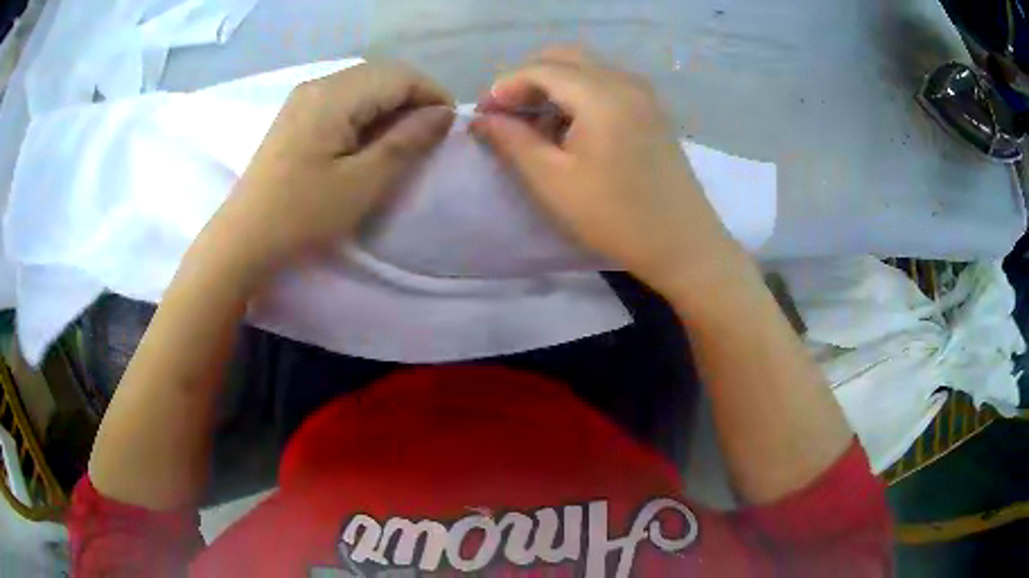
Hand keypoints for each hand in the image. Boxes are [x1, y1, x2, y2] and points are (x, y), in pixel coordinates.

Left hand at [210, 62, 454, 273]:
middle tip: (428, 135)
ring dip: (390, 104)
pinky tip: (368, 138)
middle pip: (381, 73)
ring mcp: (304, 97)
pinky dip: (366, 111)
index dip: (432, 94)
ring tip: (402, 139)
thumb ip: (406, 141)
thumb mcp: (363, 183)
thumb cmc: (302, 215)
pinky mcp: (296, 114)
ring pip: (363, 84)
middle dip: (413, 97)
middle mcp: (319, 84)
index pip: (400, 75)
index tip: (449, 127)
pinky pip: (343, 98)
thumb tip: (443, 113)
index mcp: (334, 96)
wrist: (243, 239)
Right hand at [471, 47, 744, 298]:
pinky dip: (579, 94)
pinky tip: (570, 127)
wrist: (683, 244)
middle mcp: (625, 81)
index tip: (483, 115)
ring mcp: (644, 93)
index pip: (540, 68)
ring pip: (586, 68)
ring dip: (553, 85)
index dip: (504, 86)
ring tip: (535, 124)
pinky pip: (607, 83)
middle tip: (507, 114)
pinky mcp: (652, 109)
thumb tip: (481, 119)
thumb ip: (511, 141)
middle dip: (527, 79)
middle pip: (564, 58)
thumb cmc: (615, 218)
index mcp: (601, 94)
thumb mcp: (552, 182)